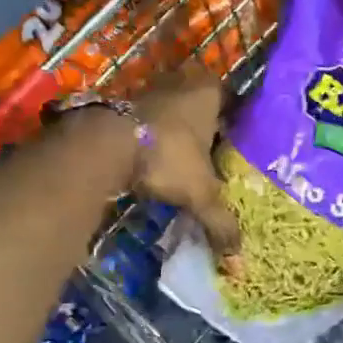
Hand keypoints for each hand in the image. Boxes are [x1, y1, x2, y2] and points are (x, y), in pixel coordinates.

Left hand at [133, 70, 241, 262]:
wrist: (106, 145)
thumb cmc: (167, 156)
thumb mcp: (201, 193)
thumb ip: (220, 222)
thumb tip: (237, 260)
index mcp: (209, 93)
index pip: (230, 102)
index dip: (232, 123)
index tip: (232, 146)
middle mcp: (182, 82)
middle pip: (199, 105)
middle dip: (202, 128)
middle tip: (208, 156)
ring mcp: (149, 88)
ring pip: (170, 110)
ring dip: (173, 131)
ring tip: (179, 160)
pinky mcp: (120, 102)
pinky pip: (144, 120)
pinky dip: (148, 136)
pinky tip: (150, 158)